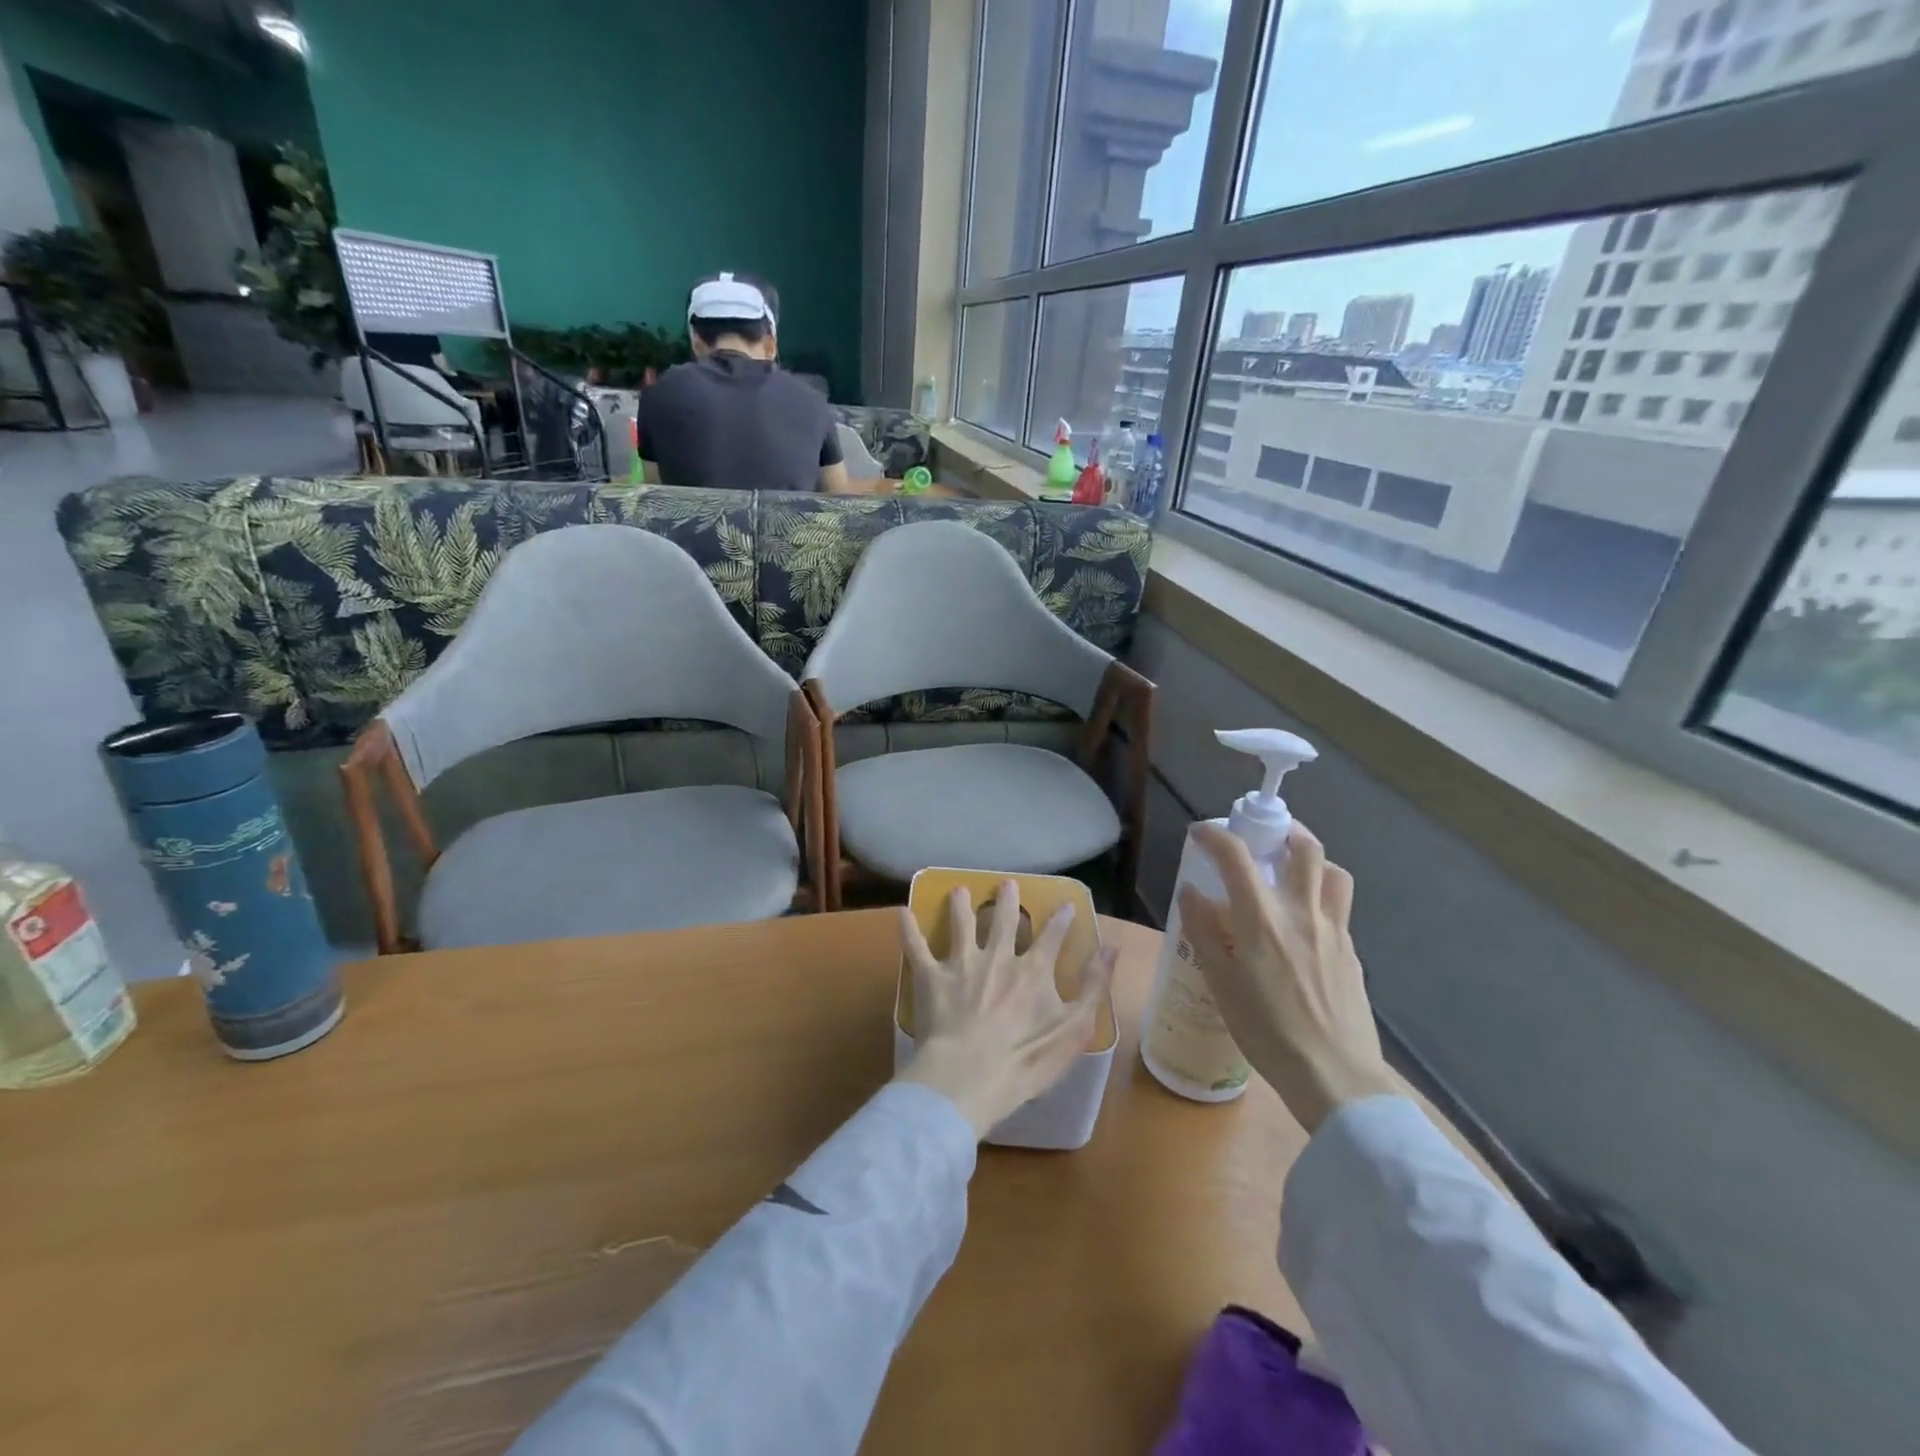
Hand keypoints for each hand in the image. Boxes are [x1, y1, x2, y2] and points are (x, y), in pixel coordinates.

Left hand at [896, 881, 1118, 1138]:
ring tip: (959, 890)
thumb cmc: (1026, 1059)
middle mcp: (998, 957)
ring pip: (961, 925)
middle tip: (1006, 883)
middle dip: (1006, 901)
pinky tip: (902, 912)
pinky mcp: (931, 977)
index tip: (1065, 904)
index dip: (1060, 920)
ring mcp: (962, 964)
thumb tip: (1112, 947)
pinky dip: (909, 929)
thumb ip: (1094, 985)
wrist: (970, 1076)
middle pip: (1002, 921)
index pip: (1051, 937)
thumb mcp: (1074, 1028)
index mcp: (1033, 970)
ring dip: (961, 906)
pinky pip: (917, 947)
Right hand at [1176, 822, 1395, 1132]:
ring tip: (1290, 870)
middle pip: (1304, 848)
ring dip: (1311, 859)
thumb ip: (1204, 932)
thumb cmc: (1267, 1032)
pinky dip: (1322, 894)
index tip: (1199, 833)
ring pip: (1333, 872)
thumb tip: (1190, 892)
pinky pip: (1340, 906)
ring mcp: (1335, 931)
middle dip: (1281, 829)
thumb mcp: (1220, 983)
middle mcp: (1303, 913)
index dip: (1214, 835)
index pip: (1237, 856)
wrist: (1334, 1076)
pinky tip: (1304, 922)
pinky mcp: (1352, 952)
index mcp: (1263, 920)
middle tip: (1260, 836)